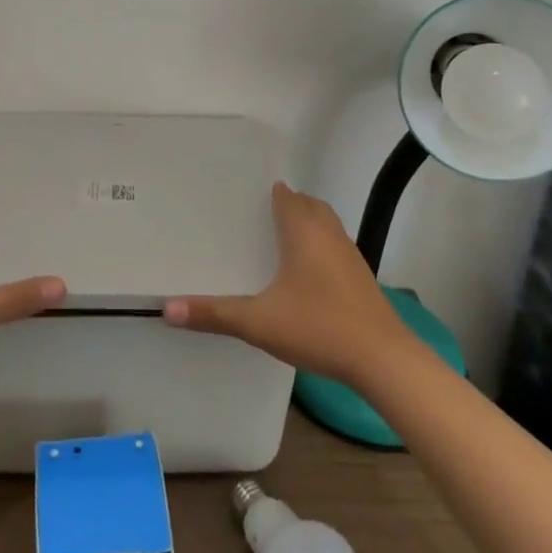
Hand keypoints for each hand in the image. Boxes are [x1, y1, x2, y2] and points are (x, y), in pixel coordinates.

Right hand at [163, 181, 412, 386]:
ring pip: (325, 225)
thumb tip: (167, 308)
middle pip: (307, 205)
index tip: (241, 197)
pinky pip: (334, 248)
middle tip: (255, 218)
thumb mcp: (259, 322)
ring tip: (276, 243)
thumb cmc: (319, 327)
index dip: (265, 192)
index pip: (284, 195)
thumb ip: (214, 314)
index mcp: (303, 230)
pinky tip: (303, 277)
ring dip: (305, 226)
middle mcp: (328, 233)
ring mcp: (349, 255)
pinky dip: (318, 249)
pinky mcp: (361, 278)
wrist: (384, 360)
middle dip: (286, 206)